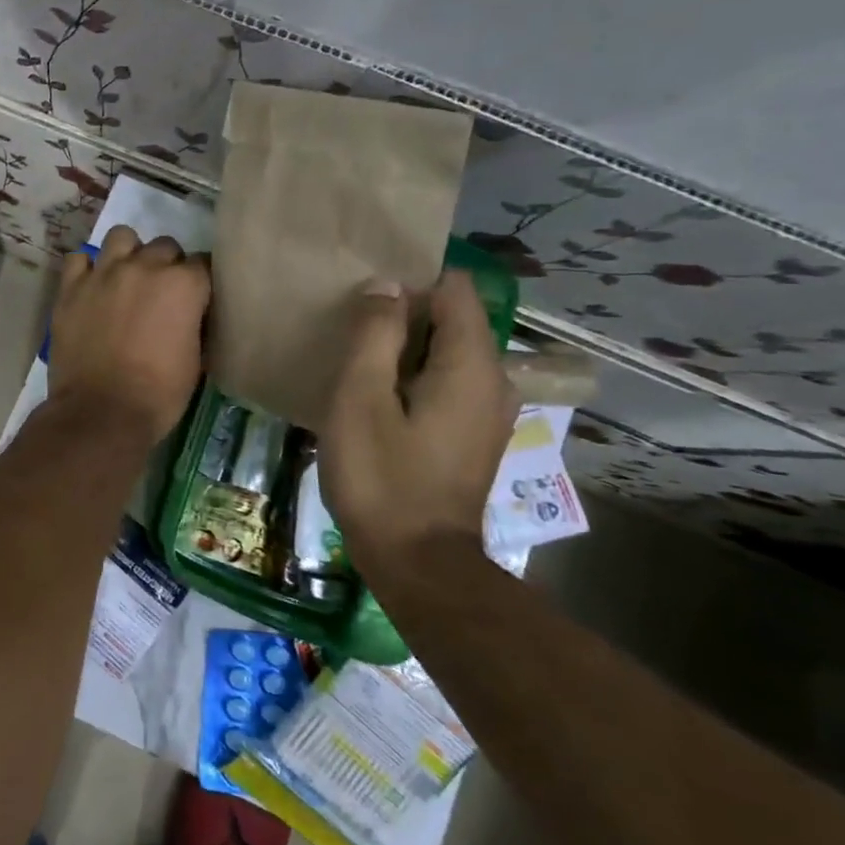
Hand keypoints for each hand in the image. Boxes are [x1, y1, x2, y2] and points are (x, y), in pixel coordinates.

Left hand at [47, 225, 210, 442]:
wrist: (101, 412)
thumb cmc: (159, 394)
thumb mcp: (196, 360)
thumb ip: (195, 323)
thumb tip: (191, 314)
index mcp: (183, 284)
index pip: (203, 264)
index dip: (200, 282)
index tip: (197, 298)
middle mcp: (145, 266)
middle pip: (165, 246)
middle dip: (168, 266)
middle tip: (161, 293)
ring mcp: (104, 272)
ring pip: (122, 237)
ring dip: (129, 254)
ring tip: (126, 278)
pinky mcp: (71, 286)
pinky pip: (79, 259)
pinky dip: (88, 268)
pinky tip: (92, 286)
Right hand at [318, 270, 519, 559]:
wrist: (418, 564)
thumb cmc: (382, 477)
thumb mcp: (361, 398)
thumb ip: (374, 334)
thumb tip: (386, 286)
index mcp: (471, 364)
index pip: (455, 288)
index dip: (411, 280)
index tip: (366, 297)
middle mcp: (493, 380)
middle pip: (453, 319)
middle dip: (405, 313)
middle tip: (351, 326)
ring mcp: (488, 412)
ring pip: (448, 352)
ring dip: (406, 346)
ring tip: (358, 357)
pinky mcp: (473, 436)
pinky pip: (448, 382)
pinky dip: (416, 376)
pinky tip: (378, 397)